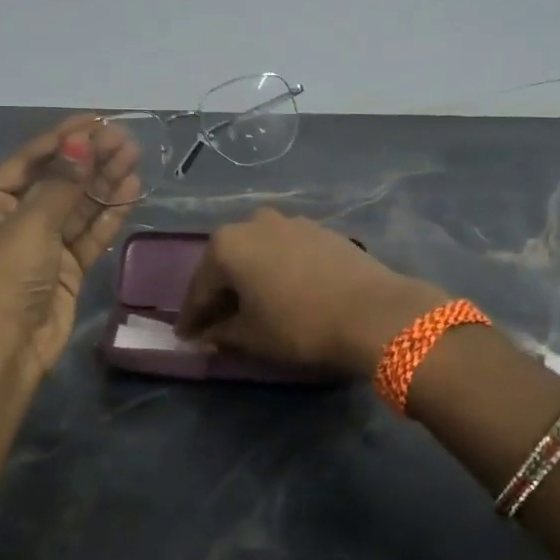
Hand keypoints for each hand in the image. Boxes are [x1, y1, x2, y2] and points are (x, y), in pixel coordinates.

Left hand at [0, 117, 140, 375]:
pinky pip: (90, 231)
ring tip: (134, 155)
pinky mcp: (67, 266)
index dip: (64, 138)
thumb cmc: (8, 278)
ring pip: (79, 204)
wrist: (10, 347)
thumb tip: (82, 141)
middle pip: (59, 180)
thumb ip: (61, 183)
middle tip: (124, 138)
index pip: (30, 160)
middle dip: (91, 158)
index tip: (96, 119)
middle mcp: (16, 218)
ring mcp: (44, 243)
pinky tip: (131, 188)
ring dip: (104, 180)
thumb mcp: (30, 224)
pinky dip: (110, 212)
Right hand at [176, 209, 446, 374]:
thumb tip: (207, 336)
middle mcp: (254, 222)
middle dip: (220, 294)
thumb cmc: (300, 325)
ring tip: (253, 309)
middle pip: (227, 264)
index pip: (199, 288)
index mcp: (227, 244)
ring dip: (251, 280)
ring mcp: (291, 222)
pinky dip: (277, 272)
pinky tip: (284, 294)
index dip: (192, 317)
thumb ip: (221, 334)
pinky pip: (286, 253)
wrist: (374, 311)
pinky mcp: (321, 230)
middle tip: (216, 324)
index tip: (186, 337)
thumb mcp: (252, 337)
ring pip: (258, 254)